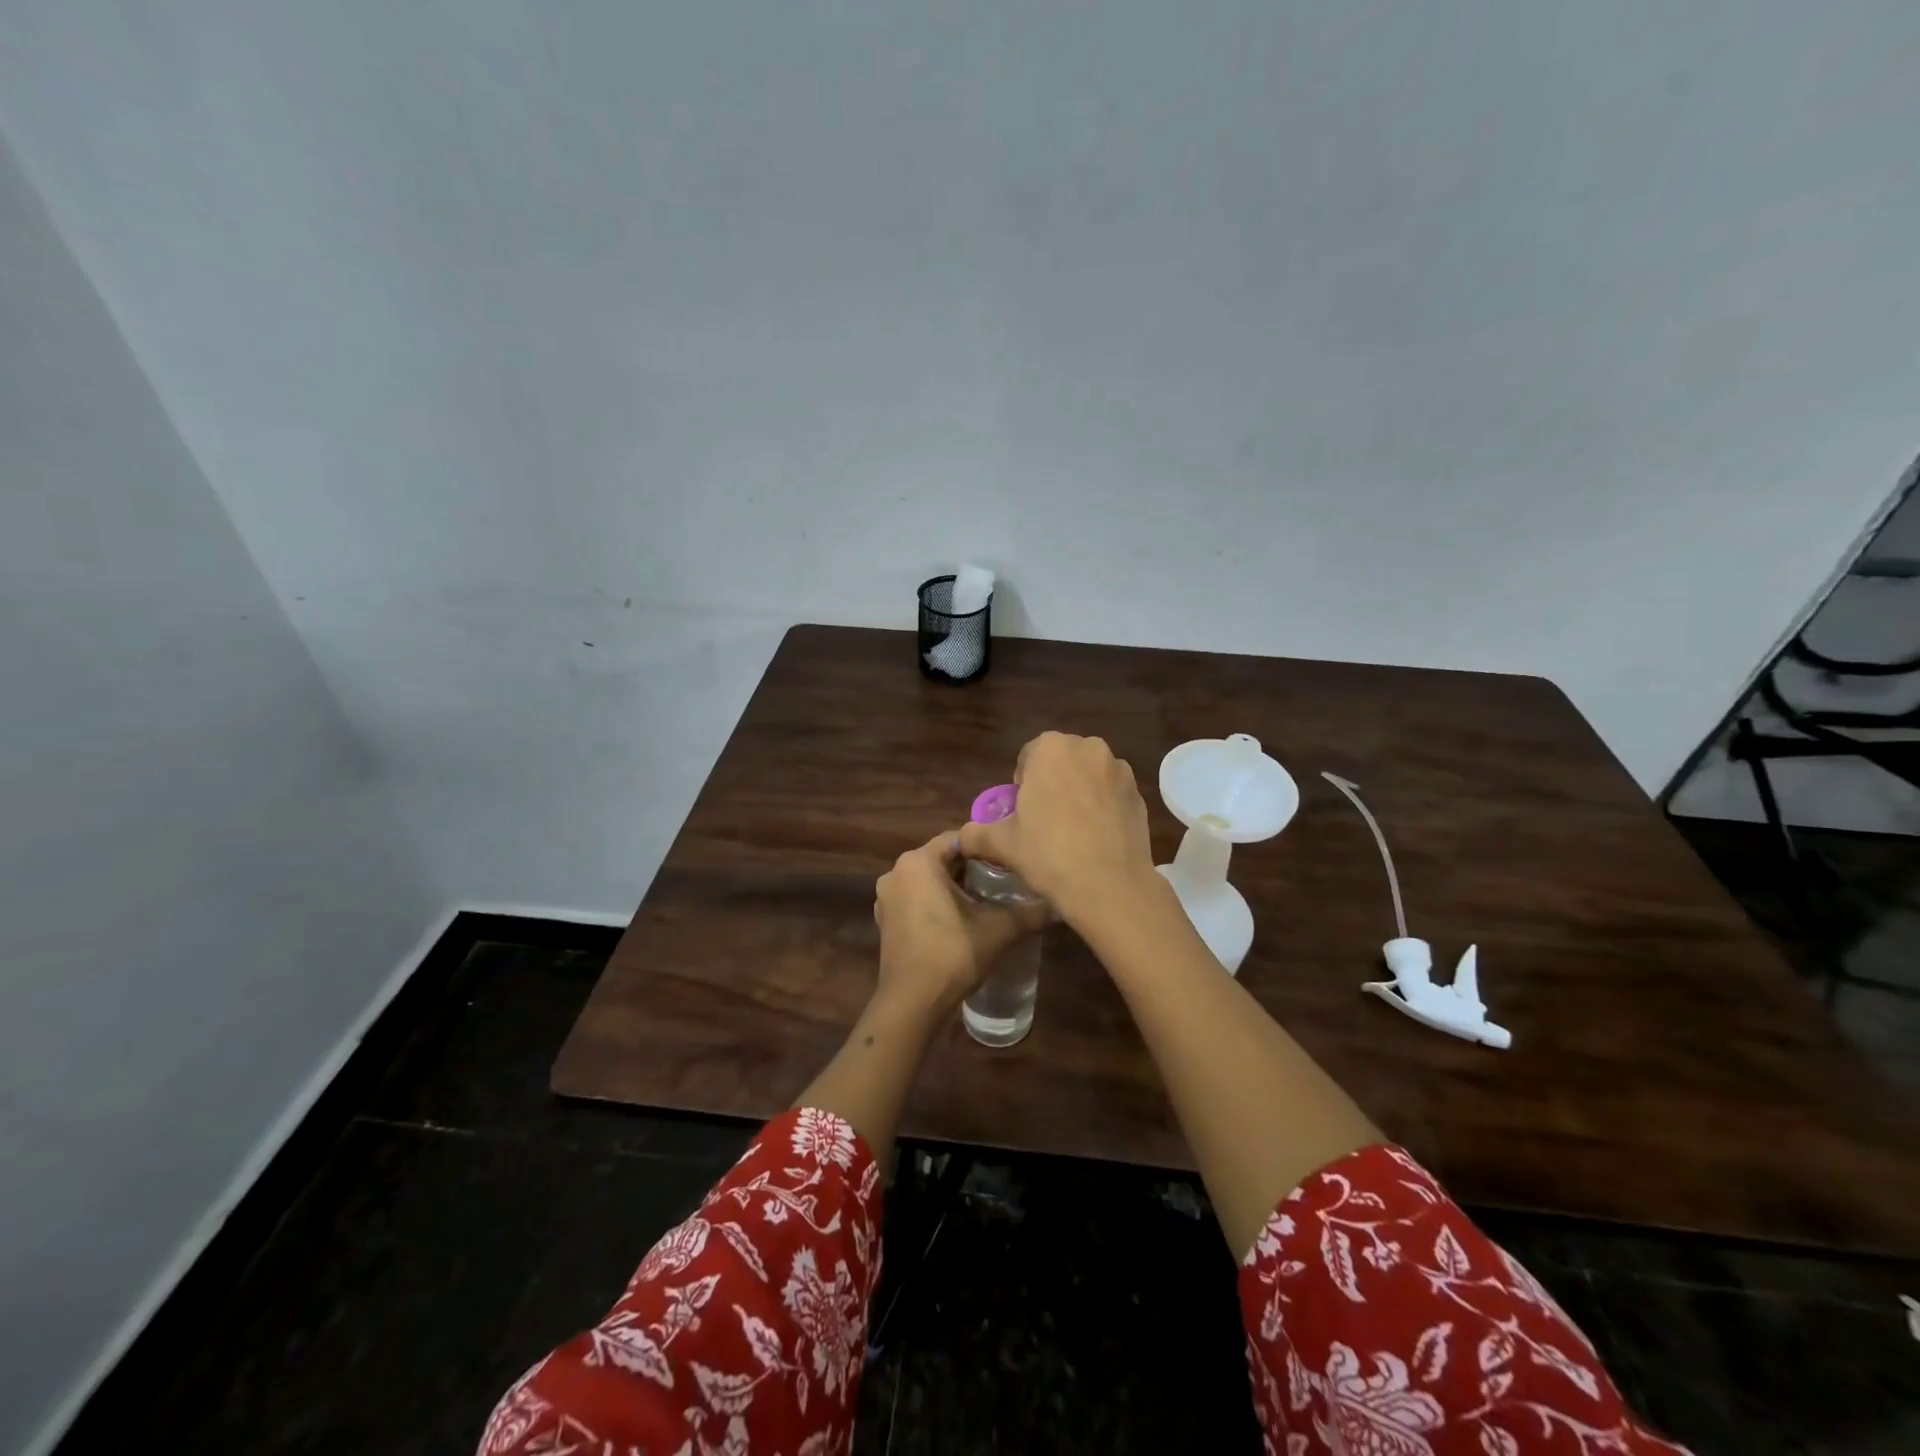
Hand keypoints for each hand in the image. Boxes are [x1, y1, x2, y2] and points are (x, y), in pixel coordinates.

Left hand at [873, 829, 1048, 1017]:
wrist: (913, 1003)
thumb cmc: (952, 954)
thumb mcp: (998, 929)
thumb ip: (1030, 912)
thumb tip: (1059, 905)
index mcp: (918, 862)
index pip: (958, 838)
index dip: (986, 847)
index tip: (1010, 860)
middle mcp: (896, 872)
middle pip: (942, 858)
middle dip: (972, 868)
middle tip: (1004, 881)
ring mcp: (887, 898)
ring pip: (928, 880)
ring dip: (954, 886)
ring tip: (988, 901)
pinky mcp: (886, 920)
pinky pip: (916, 899)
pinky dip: (936, 903)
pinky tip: (961, 920)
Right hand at [957, 732, 1158, 926]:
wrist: (1110, 886)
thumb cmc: (1049, 854)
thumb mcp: (1003, 844)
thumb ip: (976, 834)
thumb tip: (961, 838)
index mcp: (1051, 748)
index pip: (1029, 756)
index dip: (1023, 783)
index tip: (1023, 811)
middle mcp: (1088, 747)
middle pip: (1062, 760)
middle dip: (1053, 782)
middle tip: (1045, 820)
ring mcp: (1119, 769)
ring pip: (1090, 775)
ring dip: (1080, 792)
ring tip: (1073, 830)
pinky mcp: (1140, 793)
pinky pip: (1112, 793)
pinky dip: (1103, 807)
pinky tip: (1096, 837)